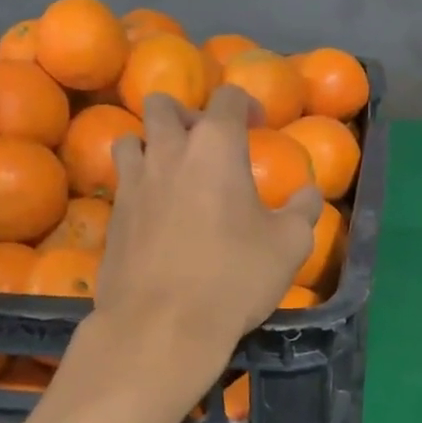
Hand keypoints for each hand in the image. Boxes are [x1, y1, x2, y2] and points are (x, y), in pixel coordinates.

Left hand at [93, 87, 320, 367]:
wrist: (162, 325)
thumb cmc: (234, 276)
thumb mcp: (290, 244)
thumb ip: (303, 209)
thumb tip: (309, 193)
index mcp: (215, 146)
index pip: (226, 97)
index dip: (245, 103)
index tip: (258, 124)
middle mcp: (168, 152)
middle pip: (164, 105)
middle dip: (186, 114)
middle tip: (206, 143)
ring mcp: (133, 183)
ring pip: (130, 138)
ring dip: (151, 144)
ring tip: (172, 170)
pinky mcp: (112, 216)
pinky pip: (122, 182)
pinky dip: (137, 183)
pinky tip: (156, 212)